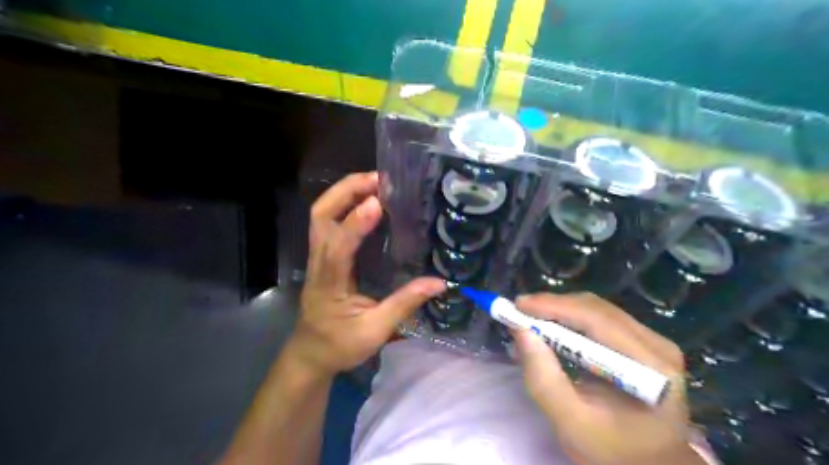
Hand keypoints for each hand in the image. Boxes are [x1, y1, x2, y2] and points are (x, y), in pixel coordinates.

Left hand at [291, 171, 445, 377]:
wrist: (310, 355)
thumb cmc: (340, 345)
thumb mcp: (375, 331)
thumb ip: (405, 304)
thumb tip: (439, 283)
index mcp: (329, 284)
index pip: (337, 247)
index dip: (355, 223)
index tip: (377, 202)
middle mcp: (318, 264)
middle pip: (320, 216)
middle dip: (345, 191)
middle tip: (378, 180)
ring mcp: (317, 258)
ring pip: (321, 215)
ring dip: (345, 193)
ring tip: (375, 183)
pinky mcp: (323, 257)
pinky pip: (328, 222)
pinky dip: (345, 204)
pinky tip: (367, 201)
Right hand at [516, 295, 700, 464]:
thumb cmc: (612, 452)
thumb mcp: (571, 423)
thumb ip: (544, 379)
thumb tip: (520, 331)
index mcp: (651, 369)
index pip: (598, 321)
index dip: (555, 307)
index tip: (518, 305)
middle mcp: (658, 346)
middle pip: (597, 310)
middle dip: (553, 306)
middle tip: (518, 311)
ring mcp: (653, 342)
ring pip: (597, 310)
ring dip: (560, 310)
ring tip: (529, 318)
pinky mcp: (643, 343)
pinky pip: (600, 319)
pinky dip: (570, 319)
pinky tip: (551, 327)